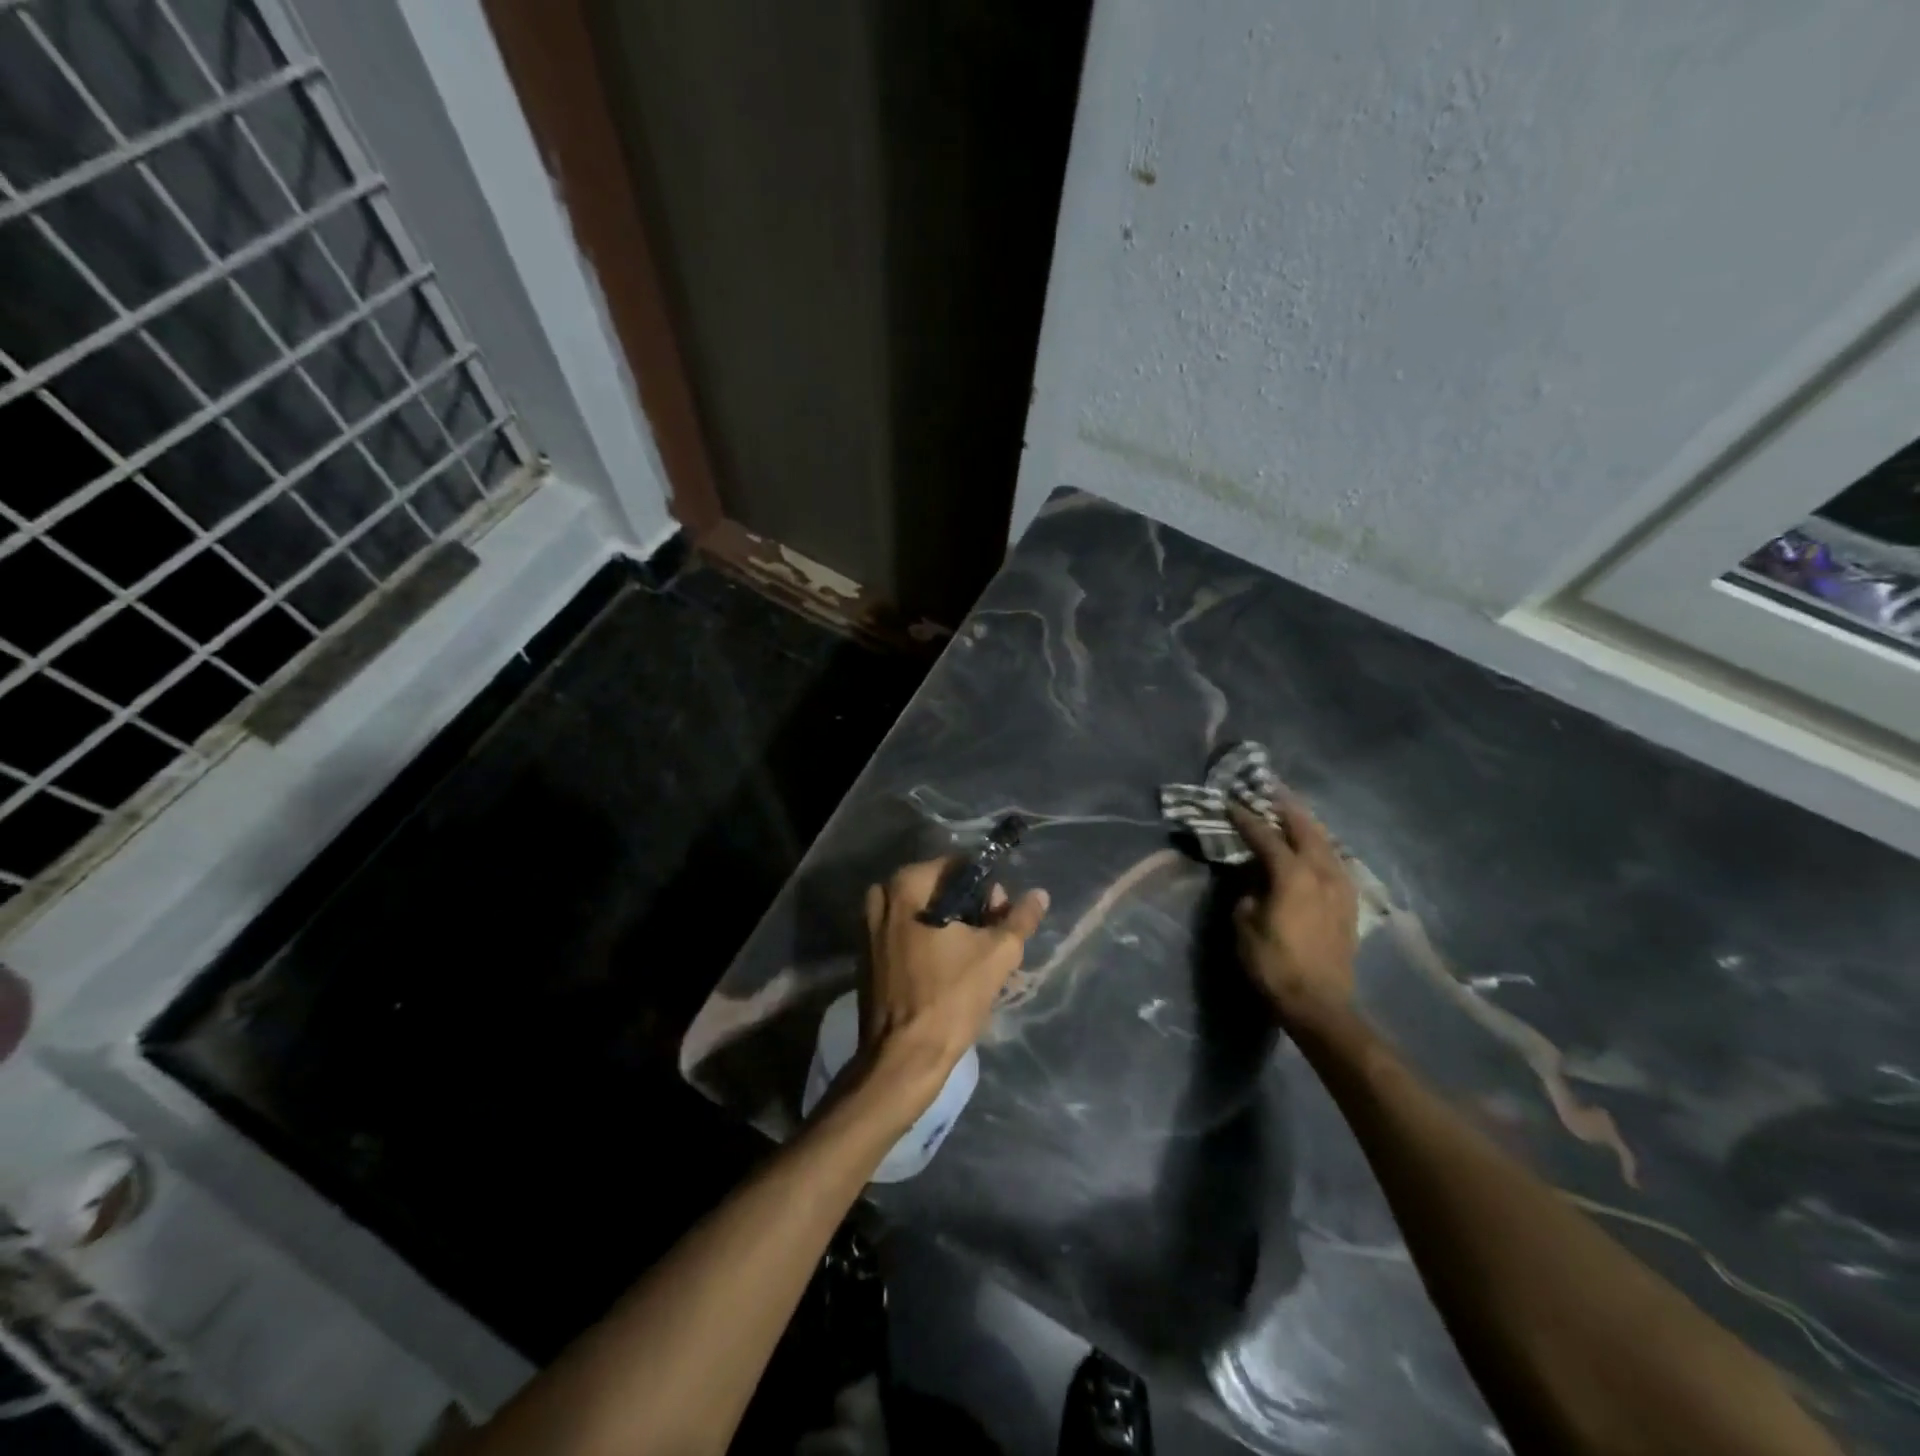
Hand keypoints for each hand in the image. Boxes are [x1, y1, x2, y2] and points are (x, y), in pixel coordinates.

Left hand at [856, 860, 1048, 1119]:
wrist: (903, 1058)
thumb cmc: (950, 998)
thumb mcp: (998, 955)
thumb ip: (1020, 918)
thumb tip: (1039, 894)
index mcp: (905, 886)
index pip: (958, 868)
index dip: (987, 889)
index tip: (1001, 916)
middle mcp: (880, 898)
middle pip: (938, 891)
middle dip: (969, 910)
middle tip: (991, 940)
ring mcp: (868, 929)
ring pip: (922, 914)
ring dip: (951, 929)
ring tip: (974, 958)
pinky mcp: (867, 957)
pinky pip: (905, 936)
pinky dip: (928, 944)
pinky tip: (949, 972)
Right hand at [1229, 801, 1357, 1027]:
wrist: (1319, 1003)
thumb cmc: (1273, 964)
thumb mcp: (1245, 924)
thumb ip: (1248, 891)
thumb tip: (1254, 877)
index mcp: (1292, 874)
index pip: (1266, 836)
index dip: (1246, 818)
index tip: (1231, 803)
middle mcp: (1321, 872)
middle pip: (1305, 828)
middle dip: (1286, 807)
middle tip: (1270, 789)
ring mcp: (1340, 887)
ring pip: (1326, 843)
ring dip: (1308, 824)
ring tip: (1293, 813)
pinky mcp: (1349, 903)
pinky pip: (1335, 862)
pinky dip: (1322, 847)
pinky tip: (1316, 848)